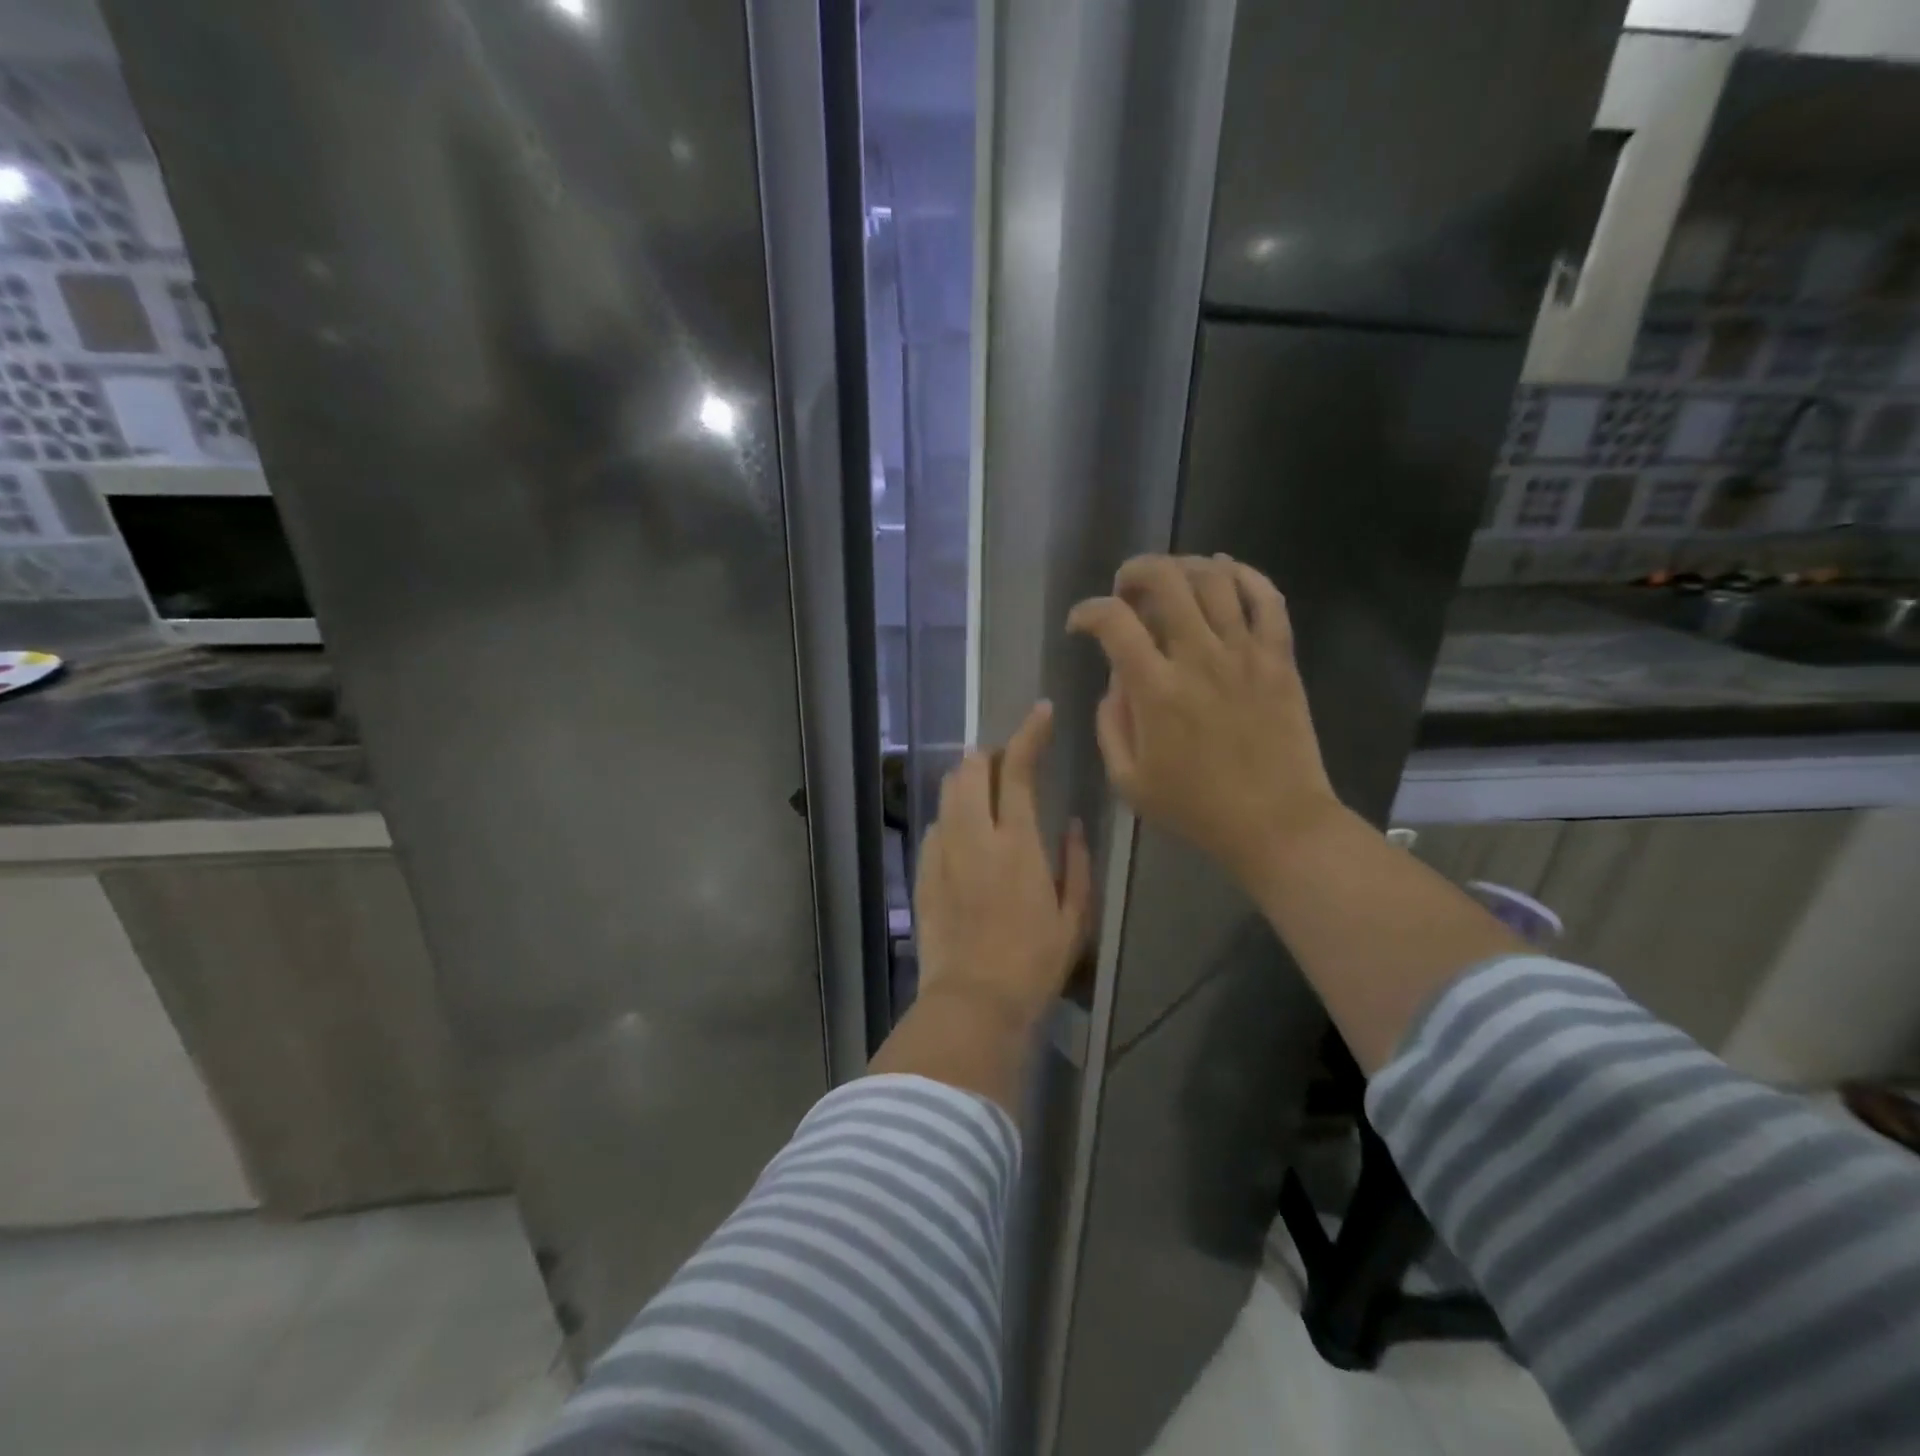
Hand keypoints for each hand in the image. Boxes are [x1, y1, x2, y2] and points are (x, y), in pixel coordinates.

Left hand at [914, 701, 1092, 1031]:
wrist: (973, 1001)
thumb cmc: (1034, 962)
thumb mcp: (1074, 916)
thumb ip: (1076, 862)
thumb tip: (1071, 824)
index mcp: (1017, 842)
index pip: (1017, 769)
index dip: (1029, 733)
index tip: (1041, 712)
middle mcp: (974, 836)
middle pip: (969, 770)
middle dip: (988, 754)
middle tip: (1006, 761)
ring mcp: (942, 853)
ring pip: (946, 794)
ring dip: (965, 779)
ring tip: (982, 787)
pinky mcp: (923, 874)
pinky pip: (935, 828)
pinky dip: (950, 817)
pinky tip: (962, 832)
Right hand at [1066, 554, 1339, 887]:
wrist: (1276, 823)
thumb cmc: (1195, 808)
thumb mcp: (1128, 781)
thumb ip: (1110, 724)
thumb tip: (1115, 682)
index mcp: (1156, 690)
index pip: (1113, 621)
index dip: (1087, 611)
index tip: (1080, 625)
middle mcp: (1199, 658)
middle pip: (1165, 580)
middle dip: (1135, 572)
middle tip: (1126, 590)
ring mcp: (1244, 653)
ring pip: (1215, 578)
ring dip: (1184, 565)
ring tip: (1171, 579)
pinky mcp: (1279, 658)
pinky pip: (1267, 598)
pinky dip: (1244, 574)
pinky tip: (1224, 573)